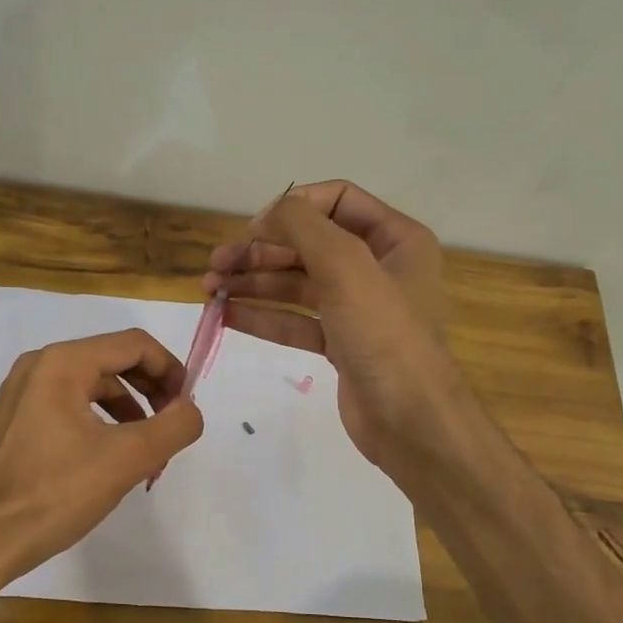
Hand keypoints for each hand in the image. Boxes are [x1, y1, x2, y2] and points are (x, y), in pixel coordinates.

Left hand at [0, 329, 204, 577]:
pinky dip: (101, 422)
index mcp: (63, 363)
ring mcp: (23, 392)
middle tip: (172, 427)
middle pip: (114, 360)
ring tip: (148, 451)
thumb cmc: (56, 494)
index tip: (187, 406)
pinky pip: (71, 405)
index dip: (170, 370)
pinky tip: (112, 457)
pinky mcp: (17, 418)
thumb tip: (190, 409)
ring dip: (130, 410)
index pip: (135, 345)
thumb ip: (173, 426)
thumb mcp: (128, 459)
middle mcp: (40, 365)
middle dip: (151, 391)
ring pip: (94, 385)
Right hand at [202, 180, 462, 477]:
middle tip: (216, 264)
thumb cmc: (385, 335)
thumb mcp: (346, 266)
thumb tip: (268, 213)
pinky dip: (263, 316)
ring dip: (254, 283)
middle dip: (261, 251)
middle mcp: (378, 267)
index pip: (337, 200)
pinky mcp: (341, 345)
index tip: (252, 230)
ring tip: (210, 290)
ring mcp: (358, 309)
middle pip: (310, 244)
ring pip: (298, 284)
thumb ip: (303, 226)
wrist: (411, 421)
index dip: (292, 208)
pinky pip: (296, 321)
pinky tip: (226, 316)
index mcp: (395, 239)